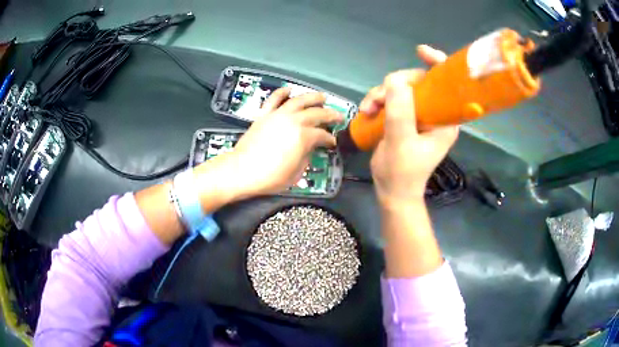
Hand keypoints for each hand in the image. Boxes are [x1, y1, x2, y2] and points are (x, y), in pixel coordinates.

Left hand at [196, 88, 342, 201]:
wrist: (241, 170)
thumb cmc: (270, 177)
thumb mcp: (296, 174)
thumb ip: (306, 158)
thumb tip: (308, 149)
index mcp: (303, 136)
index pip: (322, 135)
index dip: (330, 139)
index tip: (332, 142)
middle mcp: (293, 121)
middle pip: (316, 114)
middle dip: (330, 115)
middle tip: (339, 116)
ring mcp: (278, 115)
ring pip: (299, 100)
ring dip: (313, 97)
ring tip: (322, 97)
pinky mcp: (264, 114)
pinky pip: (274, 99)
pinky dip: (282, 92)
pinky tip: (289, 89)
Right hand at [363, 45, 458, 206]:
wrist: (392, 192)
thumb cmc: (402, 172)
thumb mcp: (401, 142)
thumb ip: (401, 111)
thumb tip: (395, 80)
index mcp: (445, 119)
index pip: (446, 84)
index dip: (436, 64)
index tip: (420, 52)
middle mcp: (435, 113)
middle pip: (418, 82)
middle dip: (395, 85)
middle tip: (377, 99)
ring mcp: (419, 115)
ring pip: (401, 90)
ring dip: (381, 95)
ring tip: (368, 109)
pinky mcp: (405, 118)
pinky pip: (392, 99)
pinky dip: (378, 101)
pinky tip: (367, 111)